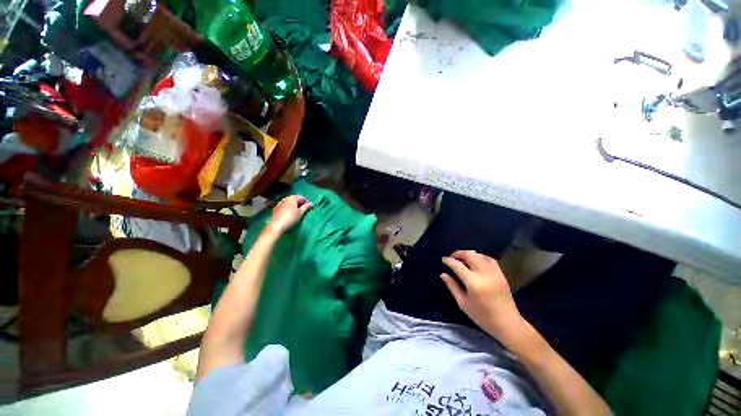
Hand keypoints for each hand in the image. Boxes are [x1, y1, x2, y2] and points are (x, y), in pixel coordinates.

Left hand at [267, 195, 312, 233]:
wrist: (276, 225)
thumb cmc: (291, 218)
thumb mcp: (300, 213)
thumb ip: (306, 207)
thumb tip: (311, 203)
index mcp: (292, 198)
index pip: (302, 197)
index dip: (306, 202)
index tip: (309, 207)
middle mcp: (286, 198)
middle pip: (295, 199)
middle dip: (300, 203)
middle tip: (304, 209)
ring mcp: (280, 203)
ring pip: (289, 202)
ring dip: (294, 205)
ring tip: (297, 212)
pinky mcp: (276, 208)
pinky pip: (285, 206)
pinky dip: (288, 208)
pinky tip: (289, 213)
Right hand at [441, 250, 523, 342]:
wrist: (508, 324)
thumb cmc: (482, 316)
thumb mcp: (463, 303)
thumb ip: (452, 286)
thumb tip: (443, 274)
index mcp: (473, 283)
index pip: (458, 266)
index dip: (449, 261)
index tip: (444, 259)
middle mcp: (484, 274)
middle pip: (470, 255)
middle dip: (459, 253)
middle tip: (452, 257)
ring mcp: (494, 273)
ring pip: (480, 255)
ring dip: (470, 254)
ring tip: (463, 258)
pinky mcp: (501, 274)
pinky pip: (489, 259)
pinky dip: (480, 257)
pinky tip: (476, 261)